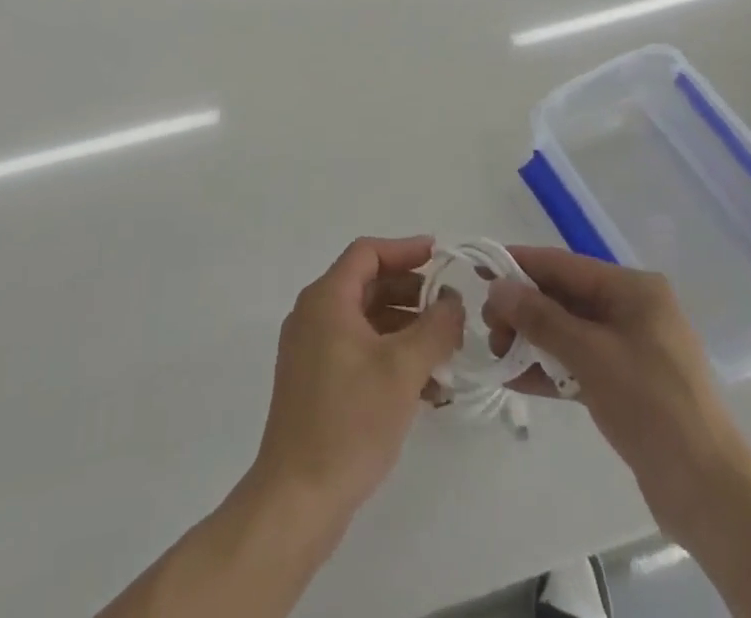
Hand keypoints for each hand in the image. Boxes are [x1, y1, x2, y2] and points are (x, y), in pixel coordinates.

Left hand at [249, 236, 463, 528]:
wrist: (297, 499)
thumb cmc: (350, 422)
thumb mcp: (403, 369)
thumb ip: (435, 327)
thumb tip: (453, 300)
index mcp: (326, 299)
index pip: (367, 253)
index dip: (405, 250)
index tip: (441, 257)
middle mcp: (314, 316)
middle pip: (367, 285)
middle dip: (412, 294)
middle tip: (450, 309)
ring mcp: (311, 351)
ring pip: (366, 322)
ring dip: (406, 330)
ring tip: (446, 352)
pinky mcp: (315, 383)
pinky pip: (358, 352)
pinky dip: (390, 357)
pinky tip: (425, 387)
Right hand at [484, 246, 750, 541]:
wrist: (709, 492)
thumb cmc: (651, 405)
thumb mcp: (590, 354)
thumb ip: (541, 317)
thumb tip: (498, 287)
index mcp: (633, 289)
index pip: (564, 266)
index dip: (520, 265)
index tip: (480, 269)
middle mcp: (633, 309)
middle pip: (565, 297)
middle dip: (524, 309)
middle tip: (488, 328)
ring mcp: (631, 348)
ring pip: (569, 331)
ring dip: (533, 340)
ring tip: (498, 355)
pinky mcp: (627, 384)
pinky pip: (579, 362)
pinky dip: (550, 368)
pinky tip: (516, 379)